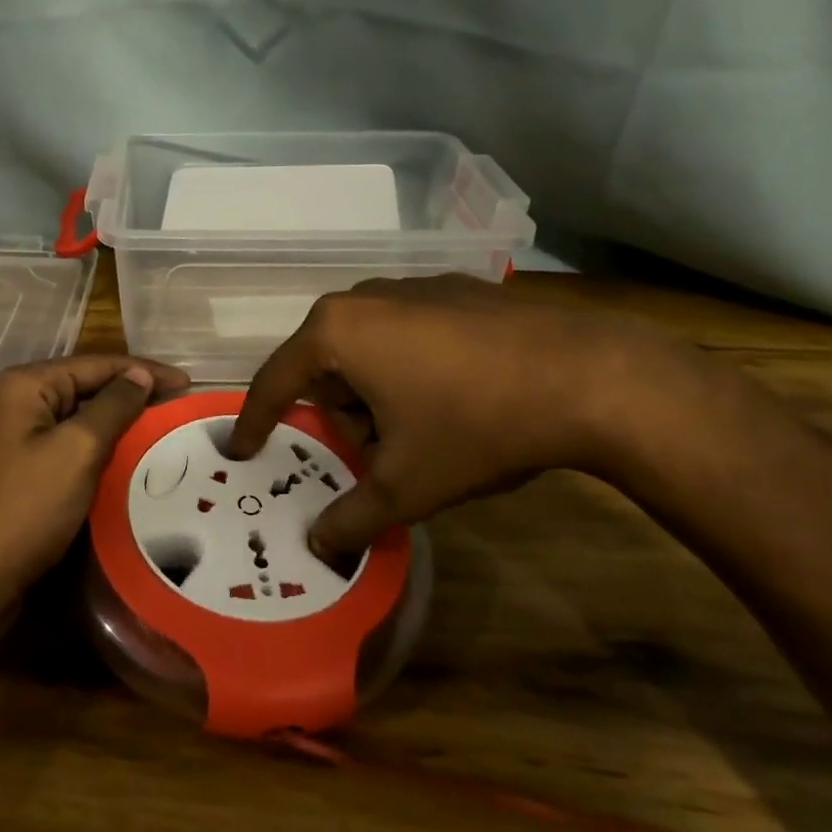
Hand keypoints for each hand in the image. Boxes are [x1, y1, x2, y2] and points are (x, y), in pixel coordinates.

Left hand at [0, 355, 190, 613]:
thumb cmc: (27, 507)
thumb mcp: (78, 450)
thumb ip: (113, 406)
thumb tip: (140, 375)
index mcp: (26, 385)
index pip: (97, 364)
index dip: (145, 372)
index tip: (188, 383)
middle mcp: (17, 402)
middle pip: (86, 386)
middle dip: (133, 395)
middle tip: (179, 406)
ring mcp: (15, 437)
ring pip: (79, 418)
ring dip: (118, 423)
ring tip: (162, 430)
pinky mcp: (20, 469)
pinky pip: (68, 445)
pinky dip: (99, 448)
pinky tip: (127, 459)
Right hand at [227, 275, 683, 558]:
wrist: (589, 377)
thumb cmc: (475, 425)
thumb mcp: (406, 486)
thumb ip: (350, 517)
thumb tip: (318, 545)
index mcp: (336, 332)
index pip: (276, 382)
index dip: (255, 422)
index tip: (242, 450)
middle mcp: (364, 297)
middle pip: (325, 365)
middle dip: (339, 413)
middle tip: (373, 453)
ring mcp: (413, 286)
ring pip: (367, 347)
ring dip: (375, 391)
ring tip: (421, 430)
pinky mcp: (455, 288)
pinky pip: (407, 331)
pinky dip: (410, 366)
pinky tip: (455, 396)